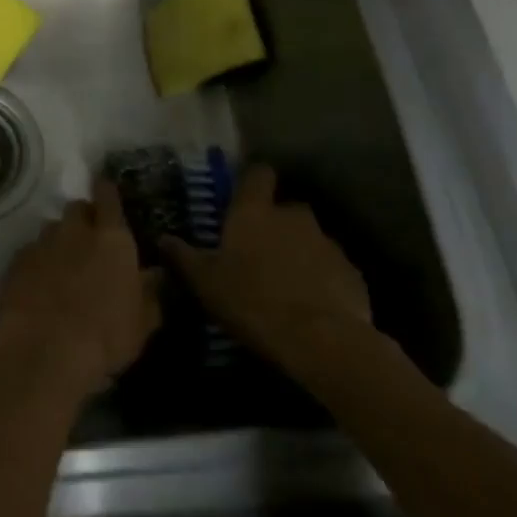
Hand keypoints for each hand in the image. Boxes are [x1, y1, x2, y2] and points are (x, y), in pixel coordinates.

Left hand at [0, 181, 161, 407]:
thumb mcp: (143, 323)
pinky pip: (31, 252)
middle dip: (84, 219)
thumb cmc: (105, 337)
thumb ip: (151, 293)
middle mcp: (75, 230)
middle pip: (77, 209)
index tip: (107, 194)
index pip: (108, 196)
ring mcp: (42, 243)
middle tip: (91, 243)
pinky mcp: (16, 261)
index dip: (107, 192)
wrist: (44, 350)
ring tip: (64, 268)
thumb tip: (155, 275)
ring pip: (52, 229)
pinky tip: (40, 286)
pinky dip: (38, 262)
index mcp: (112, 239)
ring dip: (60, 241)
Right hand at [160, 163, 371, 370]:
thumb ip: (183, 257)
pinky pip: (331, 268)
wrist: (323, 342)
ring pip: (309, 238)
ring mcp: (327, 243)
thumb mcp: (205, 283)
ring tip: (286, 283)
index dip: (252, 180)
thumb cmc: (253, 301)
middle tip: (259, 251)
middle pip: (284, 208)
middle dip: (275, 224)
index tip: (244, 194)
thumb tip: (163, 238)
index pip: (256, 174)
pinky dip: (321, 279)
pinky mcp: (353, 273)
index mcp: (254, 212)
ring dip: (299, 253)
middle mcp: (292, 216)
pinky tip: (312, 305)